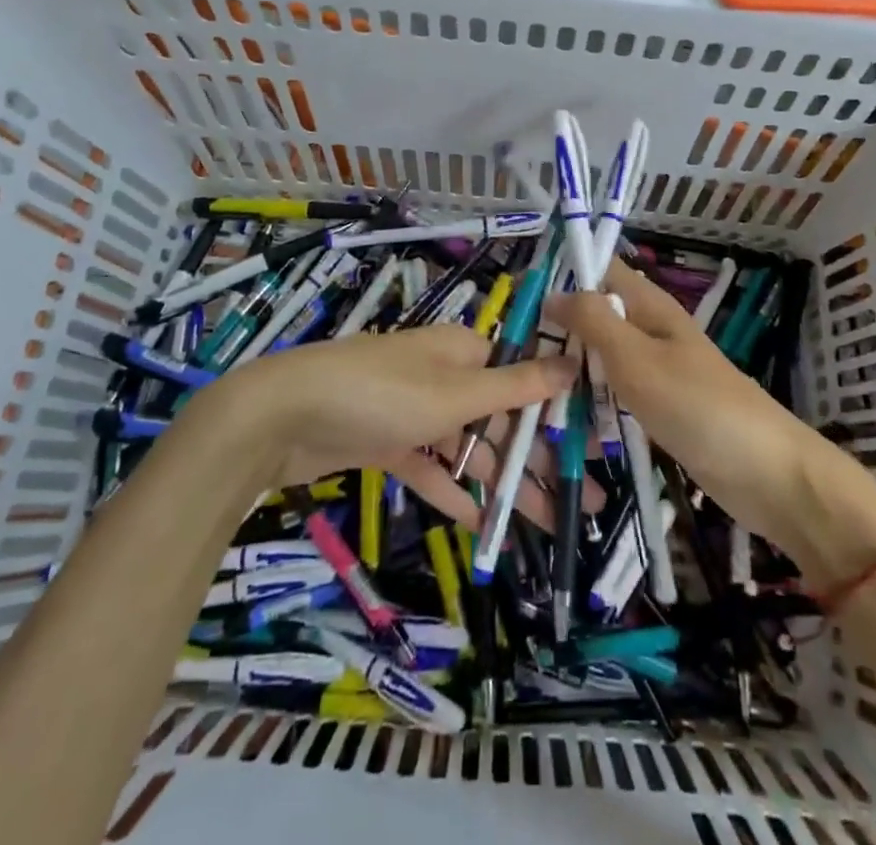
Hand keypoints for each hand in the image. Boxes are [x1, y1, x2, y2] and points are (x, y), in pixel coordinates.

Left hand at [203, 325, 594, 530]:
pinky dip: (454, 491)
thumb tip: (572, 363)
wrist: (283, 416)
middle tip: (582, 502)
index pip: (524, 377)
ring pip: (469, 447)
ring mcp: (414, 411)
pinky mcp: (387, 442)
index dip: (559, 411)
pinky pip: (431, 467)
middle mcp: (444, 375)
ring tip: (545, 522)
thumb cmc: (381, 393)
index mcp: (464, 351)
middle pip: (502, 417)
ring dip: (502, 482)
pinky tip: (482, 525)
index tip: (592, 448)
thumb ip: (515, 386)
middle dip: (539, 458)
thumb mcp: (455, 393)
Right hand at [551, 260, 875, 579]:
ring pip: (602, 362)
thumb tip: (556, 292)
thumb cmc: (699, 407)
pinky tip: (562, 426)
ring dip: (571, 372)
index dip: (565, 273)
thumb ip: (595, 321)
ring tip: (526, 391)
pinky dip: (591, 406)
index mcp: (652, 308)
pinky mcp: (661, 412)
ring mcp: (658, 375)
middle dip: (559, 330)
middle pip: (597, 318)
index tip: (520, 293)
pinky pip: (615, 398)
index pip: (603, 271)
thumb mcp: (637, 359)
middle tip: (513, 352)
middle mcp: (652, 334)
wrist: (768, 476)